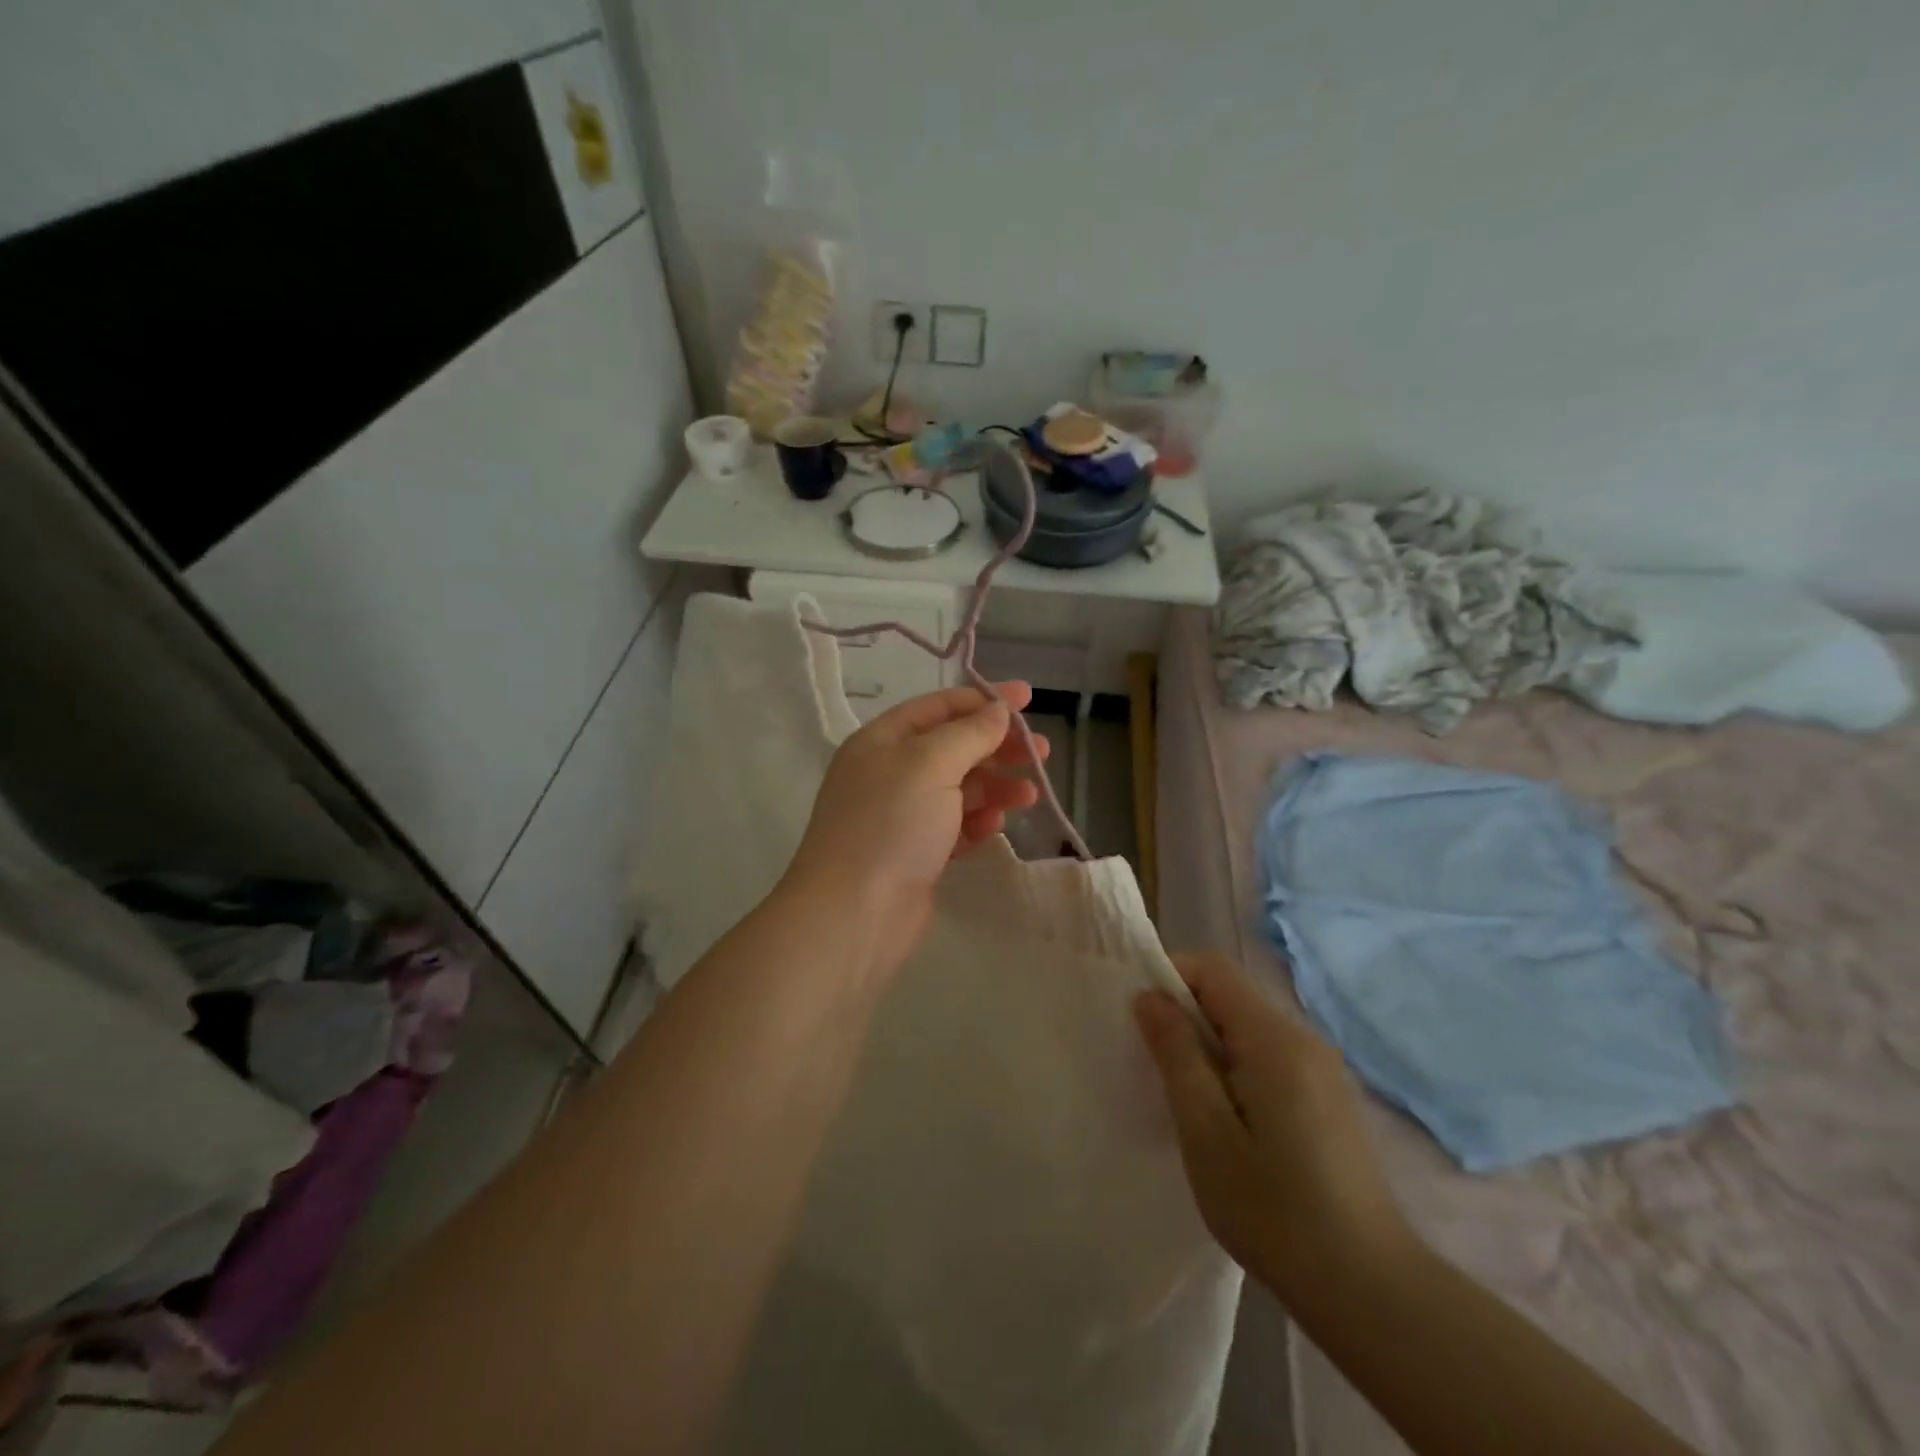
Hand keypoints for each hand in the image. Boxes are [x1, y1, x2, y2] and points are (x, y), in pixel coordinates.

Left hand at [781, 682, 1046, 973]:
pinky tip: (996, 826)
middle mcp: (888, 773)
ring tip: (1030, 795)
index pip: (937, 707)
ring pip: (958, 789)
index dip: (983, 700)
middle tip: (1041, 752)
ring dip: (994, 787)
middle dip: (996, 747)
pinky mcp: (915, 853)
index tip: (1028, 699)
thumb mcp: (931, 764)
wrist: (855, 915)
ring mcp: (901, 816)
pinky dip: (977, 821)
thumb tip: (997, 711)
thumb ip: (969, 734)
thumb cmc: (891, 824)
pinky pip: (954, 825)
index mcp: (881, 741)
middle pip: (952, 748)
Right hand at [1135, 953, 1415, 1300]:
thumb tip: (1150, 996)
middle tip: (1157, 1070)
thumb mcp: (1205, 1131)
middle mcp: (1303, 1038)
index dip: (1170, 978)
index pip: (1213, 968)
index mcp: (1273, 1038)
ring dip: (1210, 1046)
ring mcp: (1323, 1068)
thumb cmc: (1275, 1210)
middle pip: (1231, 996)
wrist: (1372, 1290)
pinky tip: (1231, 1124)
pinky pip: (1270, 1057)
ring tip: (1189, 1102)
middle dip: (1186, 1016)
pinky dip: (1237, 1069)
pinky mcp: (1330, 1097)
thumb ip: (1176, 1053)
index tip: (1142, 1021)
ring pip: (1249, 1028)